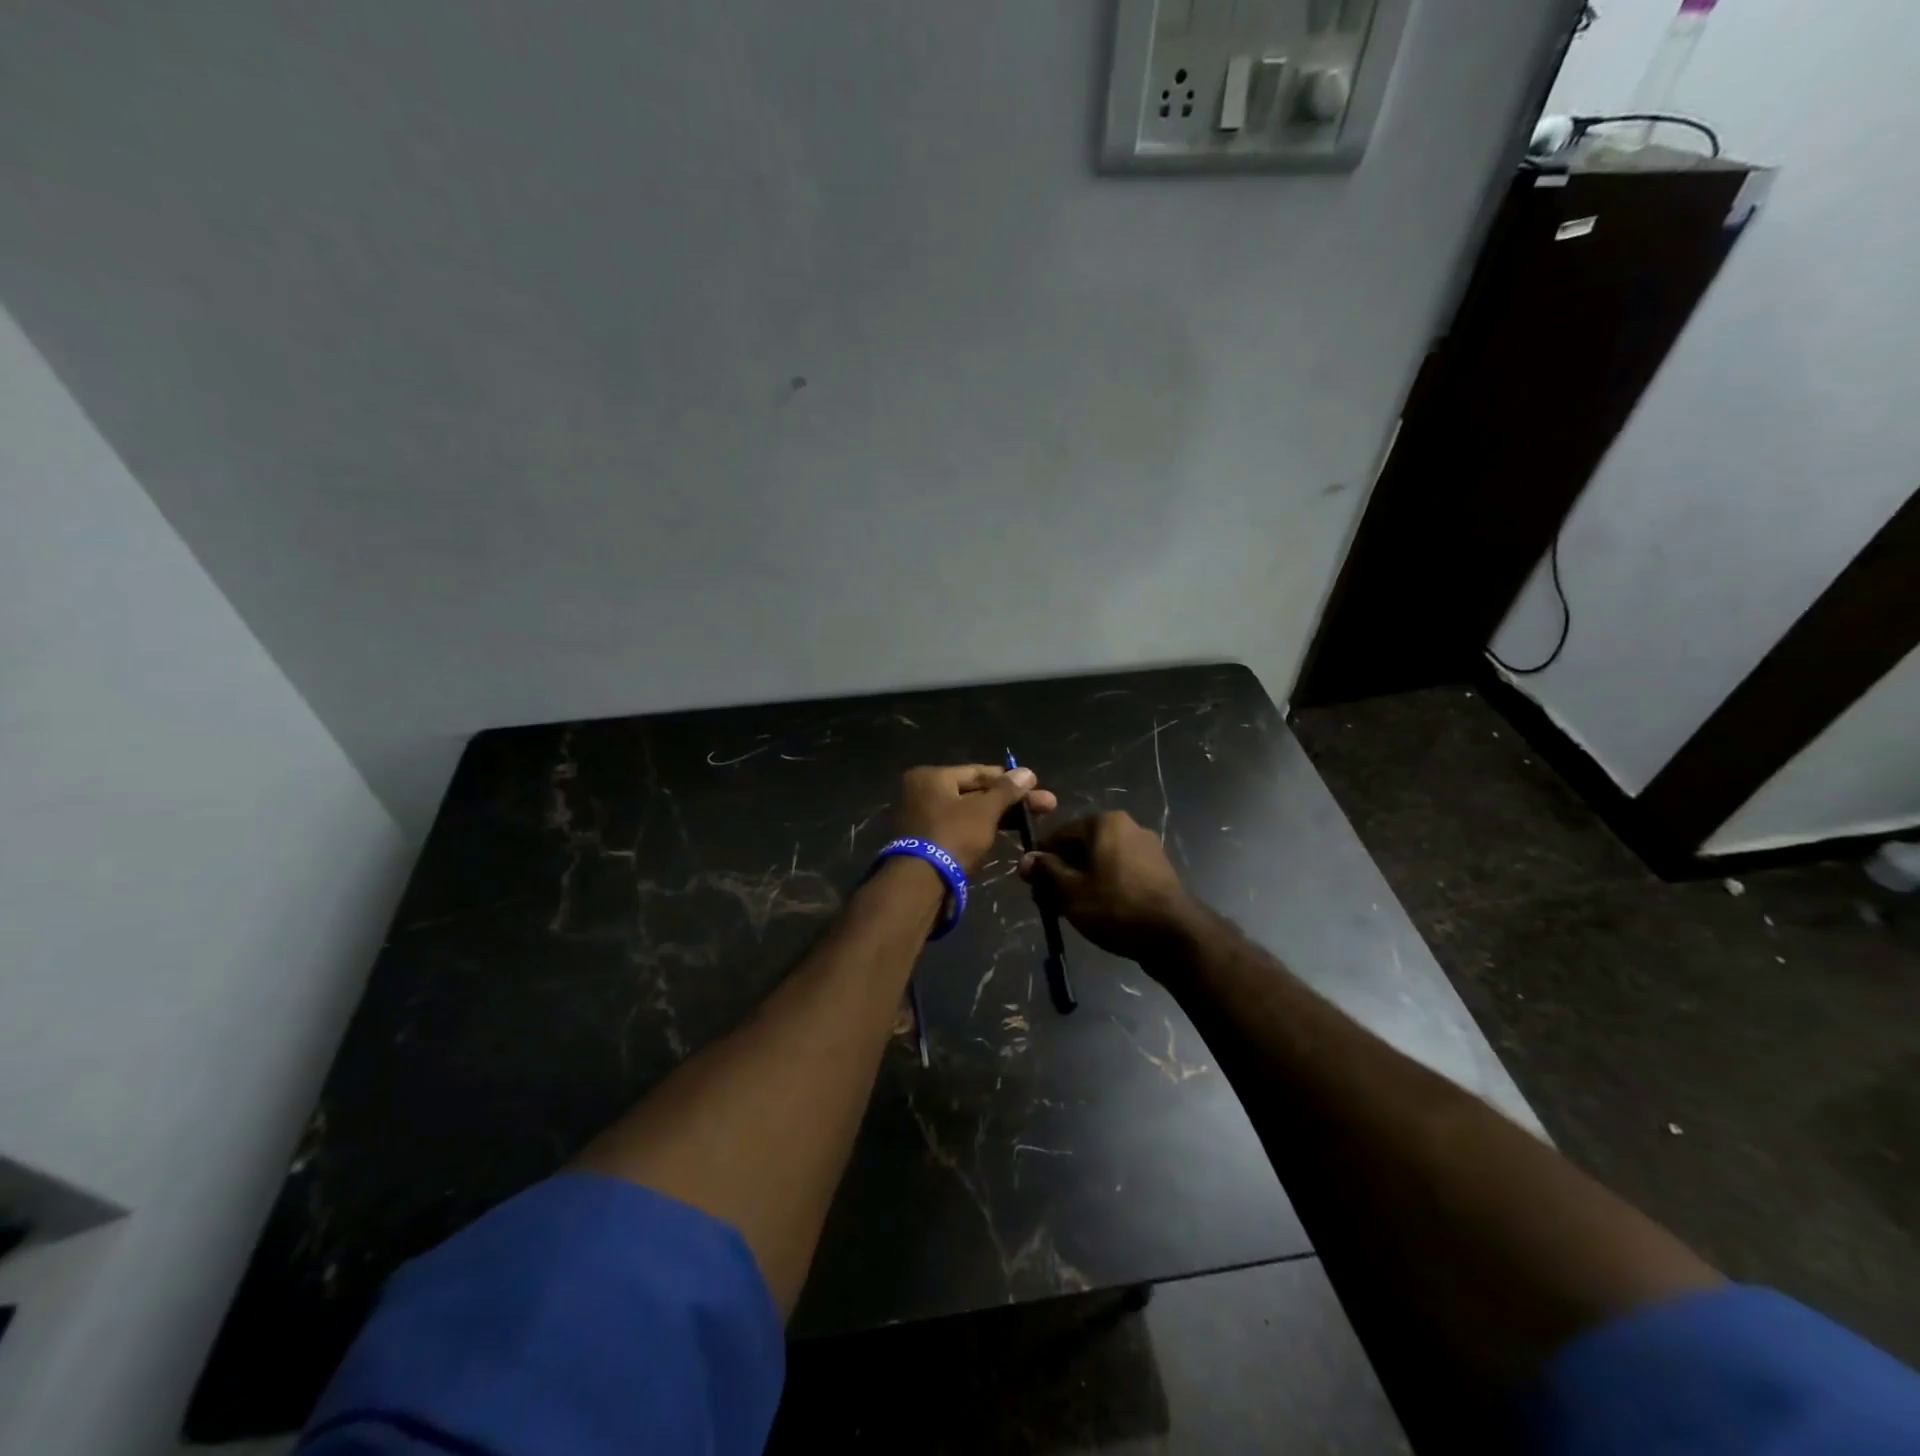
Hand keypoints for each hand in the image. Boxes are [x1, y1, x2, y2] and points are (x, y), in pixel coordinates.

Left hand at [893, 764, 1057, 877]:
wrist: (920, 884)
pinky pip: (959, 829)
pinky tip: (1005, 835)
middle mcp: (921, 792)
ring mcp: (922, 819)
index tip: (1038, 786)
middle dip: (1009, 801)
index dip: (1010, 780)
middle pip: (974, 792)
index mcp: (930, 777)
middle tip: (1045, 806)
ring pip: (968, 813)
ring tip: (1030, 822)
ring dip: (998, 817)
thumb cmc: (953, 836)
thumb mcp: (984, 811)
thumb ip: (1006, 791)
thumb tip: (1027, 772)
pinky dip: (980, 831)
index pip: (978, 772)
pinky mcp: (926, 843)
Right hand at [1018, 812, 1200, 964]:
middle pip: (1081, 847)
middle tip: (1051, 902)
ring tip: (1074, 910)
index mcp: (1104, 822)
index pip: (1059, 834)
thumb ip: (1045, 872)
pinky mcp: (1159, 870)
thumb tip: (1026, 860)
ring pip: (1101, 861)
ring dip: (1083, 880)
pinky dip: (1106, 886)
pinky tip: (1100, 910)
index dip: (1042, 860)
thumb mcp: (1070, 891)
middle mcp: (1127, 826)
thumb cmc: (1115, 907)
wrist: (1174, 935)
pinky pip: (1120, 872)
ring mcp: (1147, 848)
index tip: (1033, 886)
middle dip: (1063, 872)